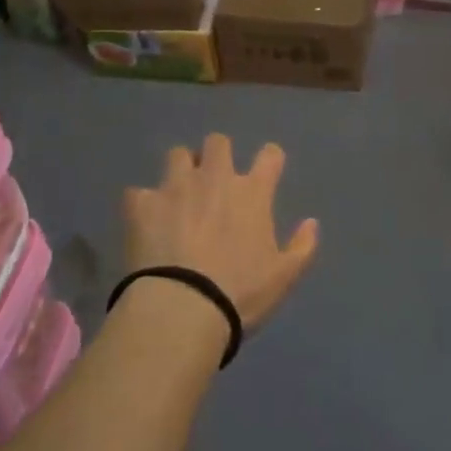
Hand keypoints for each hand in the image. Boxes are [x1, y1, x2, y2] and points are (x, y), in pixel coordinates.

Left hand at [123, 134, 319, 328]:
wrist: (182, 308)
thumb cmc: (240, 293)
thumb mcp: (284, 277)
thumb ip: (303, 246)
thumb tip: (312, 223)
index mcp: (252, 193)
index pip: (270, 155)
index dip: (270, 159)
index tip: (267, 170)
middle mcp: (214, 178)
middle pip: (218, 142)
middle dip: (217, 155)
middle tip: (213, 181)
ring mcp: (175, 187)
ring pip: (177, 154)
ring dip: (180, 170)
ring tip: (178, 193)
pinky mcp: (141, 204)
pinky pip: (138, 192)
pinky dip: (143, 204)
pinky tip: (144, 221)